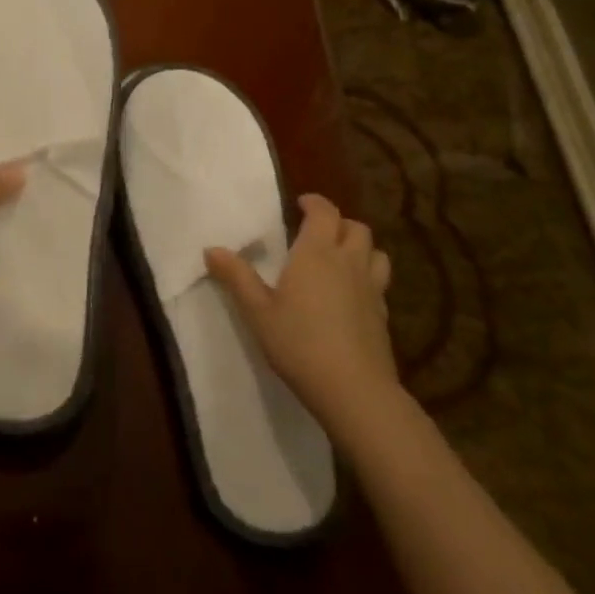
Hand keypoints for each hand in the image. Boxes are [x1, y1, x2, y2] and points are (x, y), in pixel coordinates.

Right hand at [205, 194, 397, 433]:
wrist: (354, 390)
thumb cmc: (299, 343)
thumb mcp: (257, 311)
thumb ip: (236, 277)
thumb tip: (211, 249)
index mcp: (316, 254)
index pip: (325, 213)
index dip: (315, 203)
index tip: (301, 203)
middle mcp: (348, 263)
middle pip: (356, 228)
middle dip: (339, 223)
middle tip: (318, 232)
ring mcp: (371, 289)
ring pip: (376, 253)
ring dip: (360, 248)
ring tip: (341, 258)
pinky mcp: (383, 315)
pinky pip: (379, 282)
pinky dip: (367, 277)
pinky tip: (351, 295)